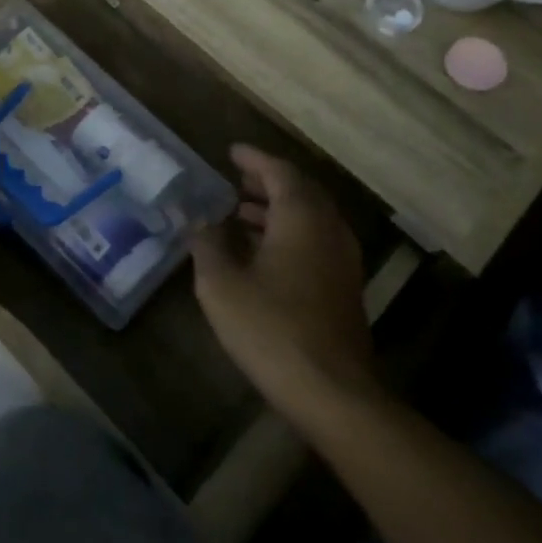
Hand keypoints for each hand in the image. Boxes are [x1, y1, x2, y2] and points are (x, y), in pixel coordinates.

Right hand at [191, 145, 377, 421]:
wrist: (331, 391)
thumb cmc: (270, 329)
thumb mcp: (221, 284)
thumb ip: (207, 244)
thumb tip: (197, 219)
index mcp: (301, 218)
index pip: (279, 172)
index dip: (254, 159)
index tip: (231, 151)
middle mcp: (328, 229)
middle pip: (301, 191)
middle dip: (268, 182)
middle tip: (237, 181)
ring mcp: (342, 259)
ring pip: (311, 217)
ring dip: (279, 208)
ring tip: (242, 213)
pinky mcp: (344, 286)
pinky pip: (316, 240)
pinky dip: (290, 232)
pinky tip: (263, 253)